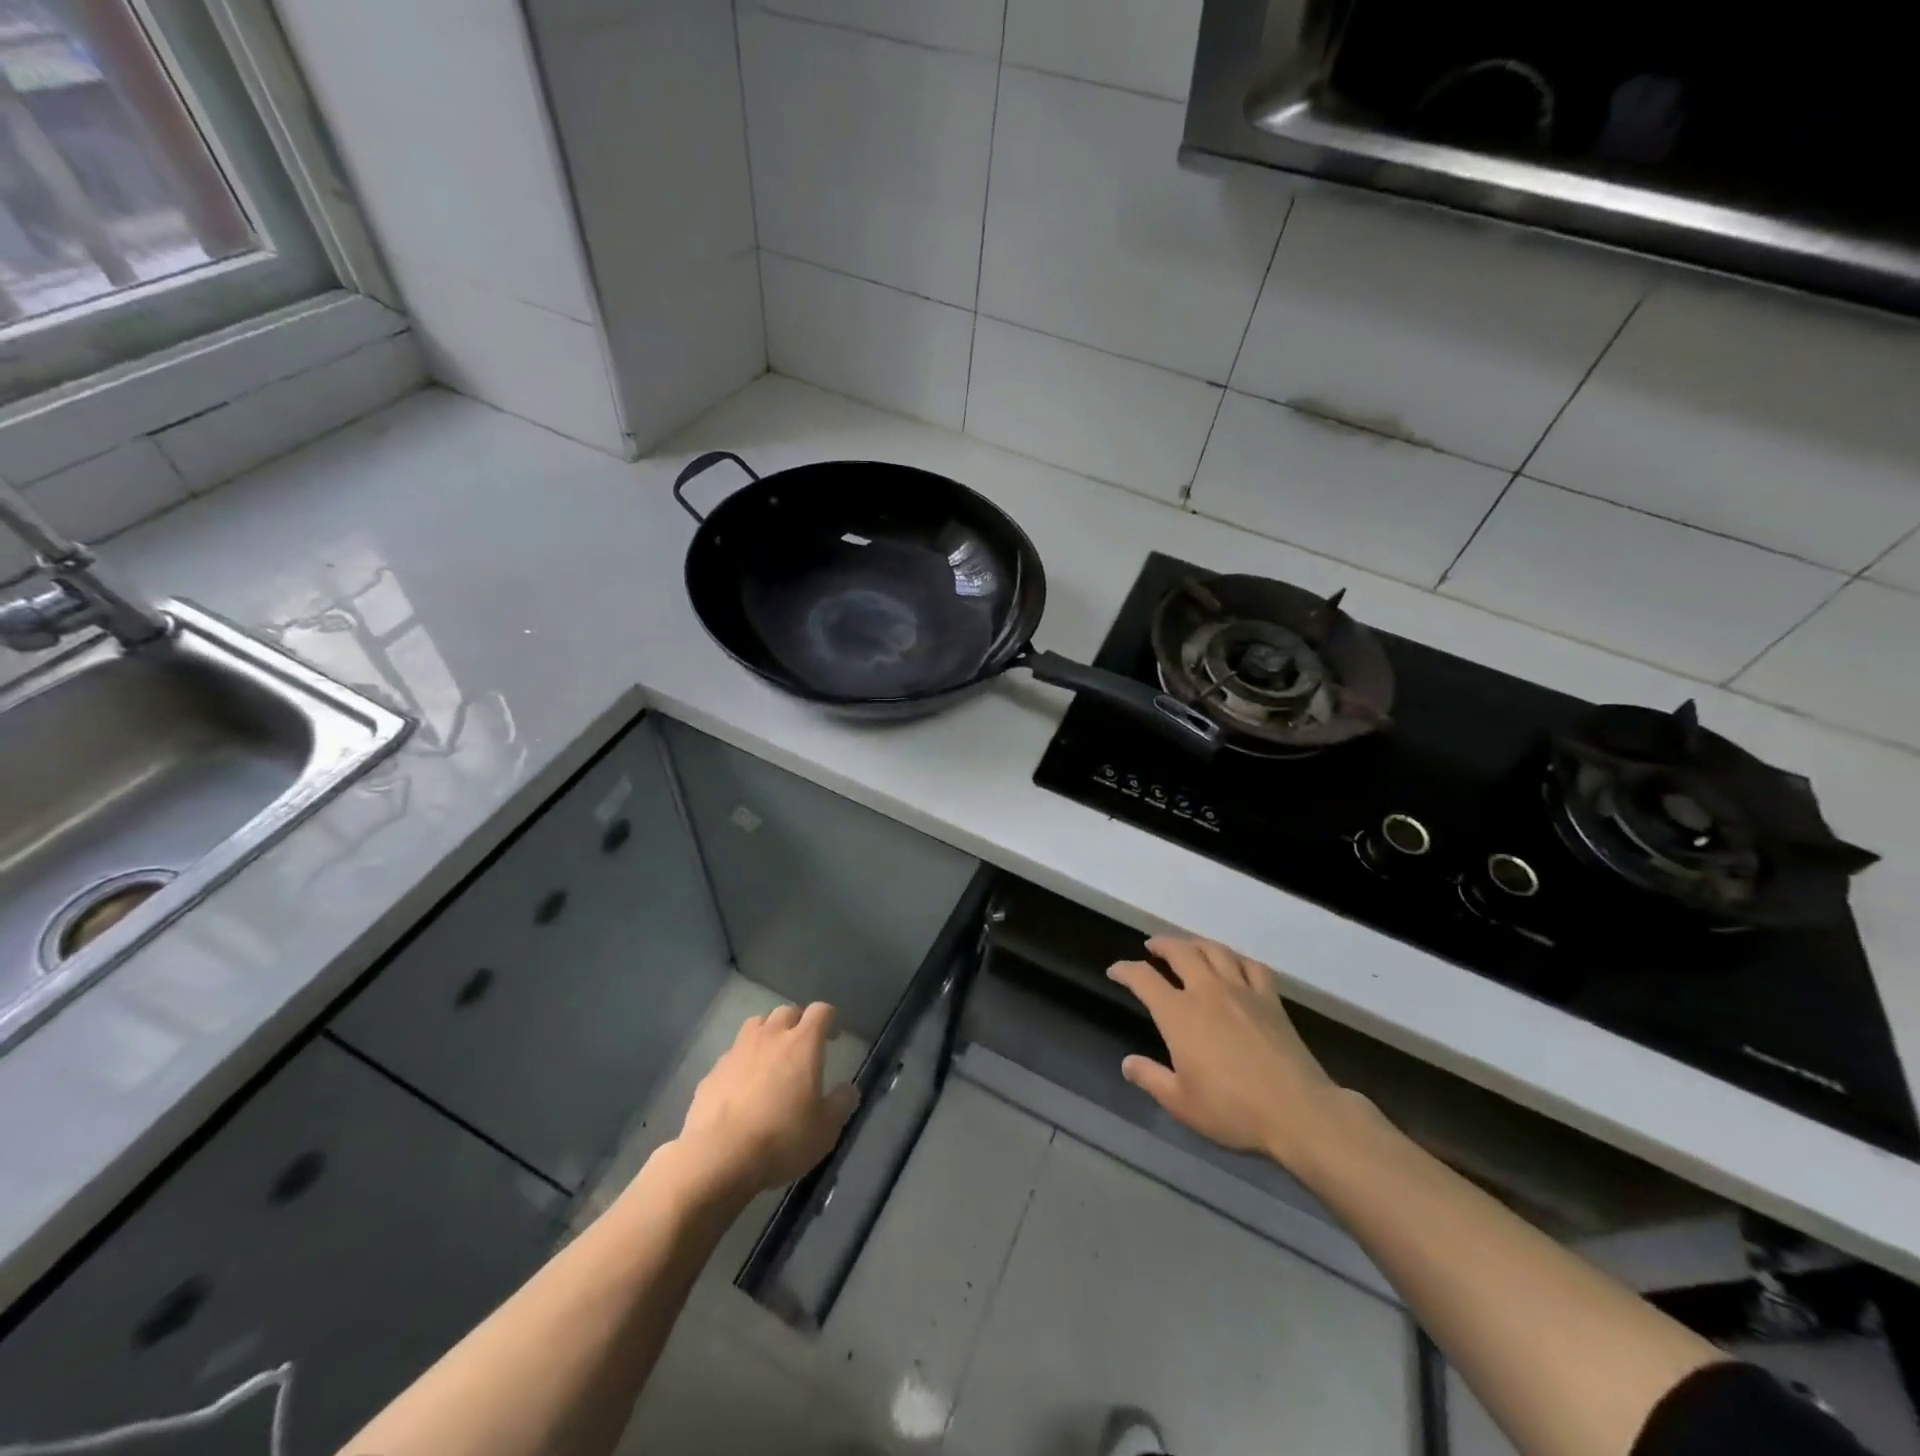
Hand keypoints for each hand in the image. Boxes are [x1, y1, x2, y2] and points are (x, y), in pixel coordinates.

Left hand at [674, 1003, 859, 1199]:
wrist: (719, 1157)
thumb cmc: (782, 1138)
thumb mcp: (825, 1129)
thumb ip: (841, 1104)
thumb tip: (849, 1089)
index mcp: (802, 1044)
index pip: (820, 1011)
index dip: (829, 1019)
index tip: (833, 1036)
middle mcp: (770, 1037)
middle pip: (787, 1012)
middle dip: (797, 1022)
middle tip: (803, 1046)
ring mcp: (738, 1051)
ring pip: (756, 1024)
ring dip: (768, 1032)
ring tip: (772, 1056)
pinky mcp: (713, 1071)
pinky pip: (733, 1054)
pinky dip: (742, 1061)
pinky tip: (742, 1086)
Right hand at [1108, 937, 1345, 1169]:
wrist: (1298, 1112)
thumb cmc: (1233, 1110)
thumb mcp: (1181, 1103)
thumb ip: (1151, 1078)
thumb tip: (1128, 1063)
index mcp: (1179, 1014)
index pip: (1143, 979)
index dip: (1125, 970)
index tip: (1115, 971)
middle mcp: (1207, 991)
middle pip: (1180, 952)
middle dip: (1161, 945)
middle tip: (1151, 946)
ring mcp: (1242, 991)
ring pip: (1214, 950)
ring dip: (1195, 943)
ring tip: (1187, 946)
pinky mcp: (1270, 999)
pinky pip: (1251, 965)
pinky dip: (1236, 957)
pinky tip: (1233, 963)